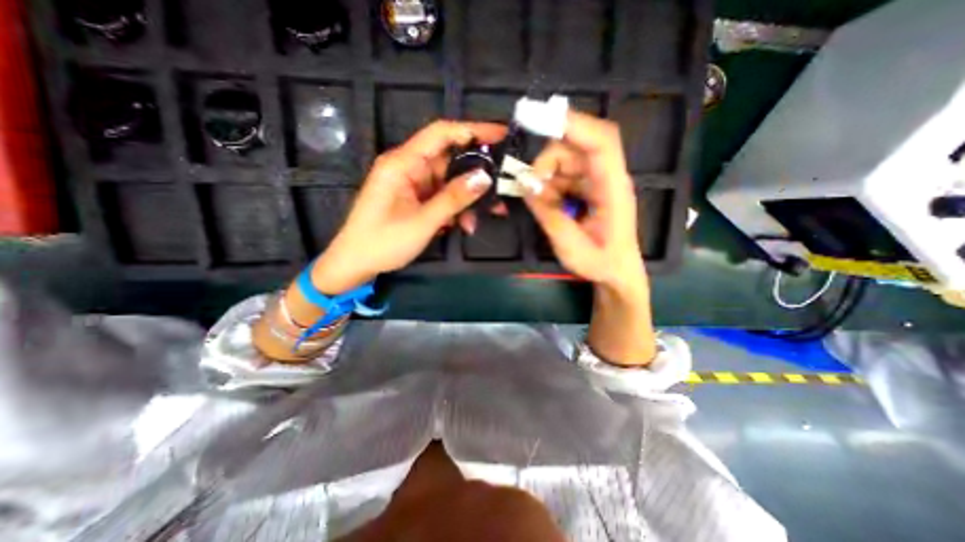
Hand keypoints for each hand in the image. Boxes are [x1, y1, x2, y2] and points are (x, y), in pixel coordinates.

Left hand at [315, 121, 507, 293]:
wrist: (356, 264)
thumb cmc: (383, 242)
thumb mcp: (423, 221)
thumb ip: (454, 198)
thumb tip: (485, 178)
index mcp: (403, 163)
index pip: (442, 133)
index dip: (473, 130)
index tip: (502, 135)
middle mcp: (409, 168)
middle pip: (450, 159)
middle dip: (477, 174)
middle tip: (503, 185)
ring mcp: (412, 184)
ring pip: (450, 182)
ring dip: (468, 198)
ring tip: (490, 213)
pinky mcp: (415, 199)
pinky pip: (442, 197)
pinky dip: (456, 208)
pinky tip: (465, 224)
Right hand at [525, 110, 659, 366]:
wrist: (616, 274)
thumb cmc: (601, 263)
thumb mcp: (571, 246)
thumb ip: (548, 214)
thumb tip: (525, 184)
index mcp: (613, 188)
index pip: (601, 142)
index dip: (573, 124)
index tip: (538, 119)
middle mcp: (606, 178)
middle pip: (574, 148)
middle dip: (546, 163)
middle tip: (528, 187)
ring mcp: (595, 182)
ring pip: (564, 162)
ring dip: (545, 179)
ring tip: (540, 205)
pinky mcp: (586, 189)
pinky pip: (562, 177)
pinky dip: (548, 187)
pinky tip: (546, 206)